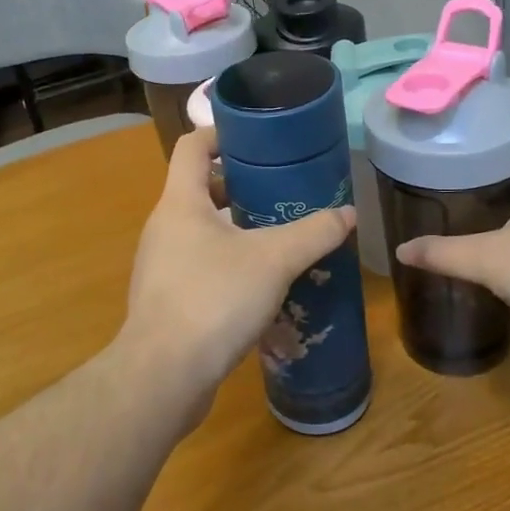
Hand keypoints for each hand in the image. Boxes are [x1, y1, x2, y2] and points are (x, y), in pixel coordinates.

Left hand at [118, 130, 354, 411]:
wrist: (163, 376)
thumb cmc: (214, 299)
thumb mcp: (274, 260)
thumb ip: (313, 233)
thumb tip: (348, 214)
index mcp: (180, 202)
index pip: (192, 146)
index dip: (221, 134)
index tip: (258, 140)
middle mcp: (164, 227)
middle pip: (200, 189)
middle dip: (241, 187)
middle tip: (283, 193)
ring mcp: (161, 265)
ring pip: (203, 232)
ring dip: (239, 230)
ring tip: (281, 238)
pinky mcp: (167, 300)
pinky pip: (201, 267)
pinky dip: (230, 266)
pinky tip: (263, 287)